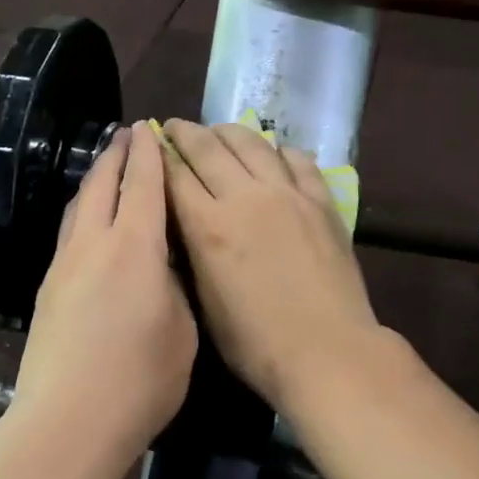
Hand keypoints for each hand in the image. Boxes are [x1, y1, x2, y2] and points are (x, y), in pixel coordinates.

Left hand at [8, 121, 196, 465]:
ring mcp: (64, 265)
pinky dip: (84, 211)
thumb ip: (176, 288)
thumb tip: (164, 269)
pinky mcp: (47, 288)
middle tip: (128, 134)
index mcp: (135, 246)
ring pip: (79, 205)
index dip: (148, 153)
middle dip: (116, 154)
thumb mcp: (183, 331)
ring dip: (95, 179)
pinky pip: (69, 232)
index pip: (143, 183)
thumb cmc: (140, 380)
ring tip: (107, 168)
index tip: (151, 129)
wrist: (67, 422)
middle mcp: (94, 243)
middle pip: (102, 183)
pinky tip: (91, 223)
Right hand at [158, 120, 382, 410]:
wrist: (328, 351)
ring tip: (217, 131)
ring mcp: (287, 194)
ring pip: (252, 143)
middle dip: (185, 133)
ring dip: (228, 132)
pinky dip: (278, 150)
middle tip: (174, 127)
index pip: (175, 175)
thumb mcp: (205, 302)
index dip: (159, 155)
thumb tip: (183, 222)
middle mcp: (245, 197)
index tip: (150, 144)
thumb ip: (192, 253)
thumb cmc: (256, 344)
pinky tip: (272, 152)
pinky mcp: (320, 201)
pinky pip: (297, 160)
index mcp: (209, 226)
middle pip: (209, 148)